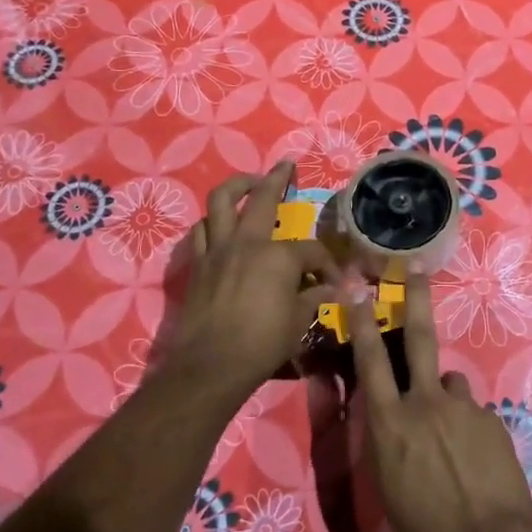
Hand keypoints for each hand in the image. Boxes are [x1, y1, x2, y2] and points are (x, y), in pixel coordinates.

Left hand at [164, 161, 339, 409]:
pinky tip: (220, 226)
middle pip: (261, 197)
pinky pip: (201, 231)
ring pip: (220, 201)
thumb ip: (313, 298)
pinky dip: (212, 222)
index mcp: (278, 256)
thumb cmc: (262, 344)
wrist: (210, 365)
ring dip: (235, 187)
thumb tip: (330, 290)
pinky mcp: (198, 264)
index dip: (326, 263)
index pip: (311, 250)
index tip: (333, 281)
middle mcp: (247, 242)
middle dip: (277, 178)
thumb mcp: (298, 322)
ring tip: (247, 185)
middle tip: (285, 166)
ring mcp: (218, 249)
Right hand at [346, 269, 531, 531]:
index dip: (359, 320)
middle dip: (415, 298)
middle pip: (419, 337)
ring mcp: (463, 407)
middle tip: (415, 267)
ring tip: (452, 441)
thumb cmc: (424, 528)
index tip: (355, 286)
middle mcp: (425, 402)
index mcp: (390, 422)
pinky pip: (472, 413)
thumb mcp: (386, 482)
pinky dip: (467, 428)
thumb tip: (393, 411)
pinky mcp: (491, 419)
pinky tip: (474, 461)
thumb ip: (387, 437)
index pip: (369, 360)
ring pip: (449, 384)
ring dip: (444, 399)